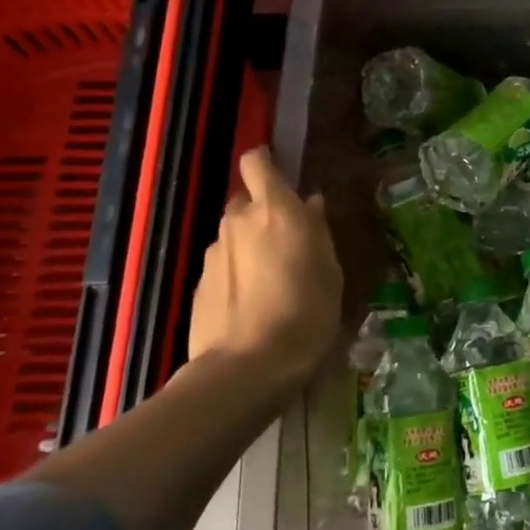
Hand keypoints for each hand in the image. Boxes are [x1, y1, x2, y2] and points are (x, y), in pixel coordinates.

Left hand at [187, 147, 342, 390]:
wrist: (246, 368)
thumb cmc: (306, 314)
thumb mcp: (330, 272)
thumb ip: (317, 232)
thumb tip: (310, 204)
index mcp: (276, 211)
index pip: (256, 162)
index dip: (265, 161)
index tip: (281, 175)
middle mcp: (238, 222)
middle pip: (245, 200)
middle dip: (263, 212)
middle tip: (287, 242)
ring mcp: (213, 252)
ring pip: (234, 234)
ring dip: (250, 245)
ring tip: (272, 281)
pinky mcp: (198, 283)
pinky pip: (223, 264)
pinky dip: (237, 273)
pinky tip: (252, 304)